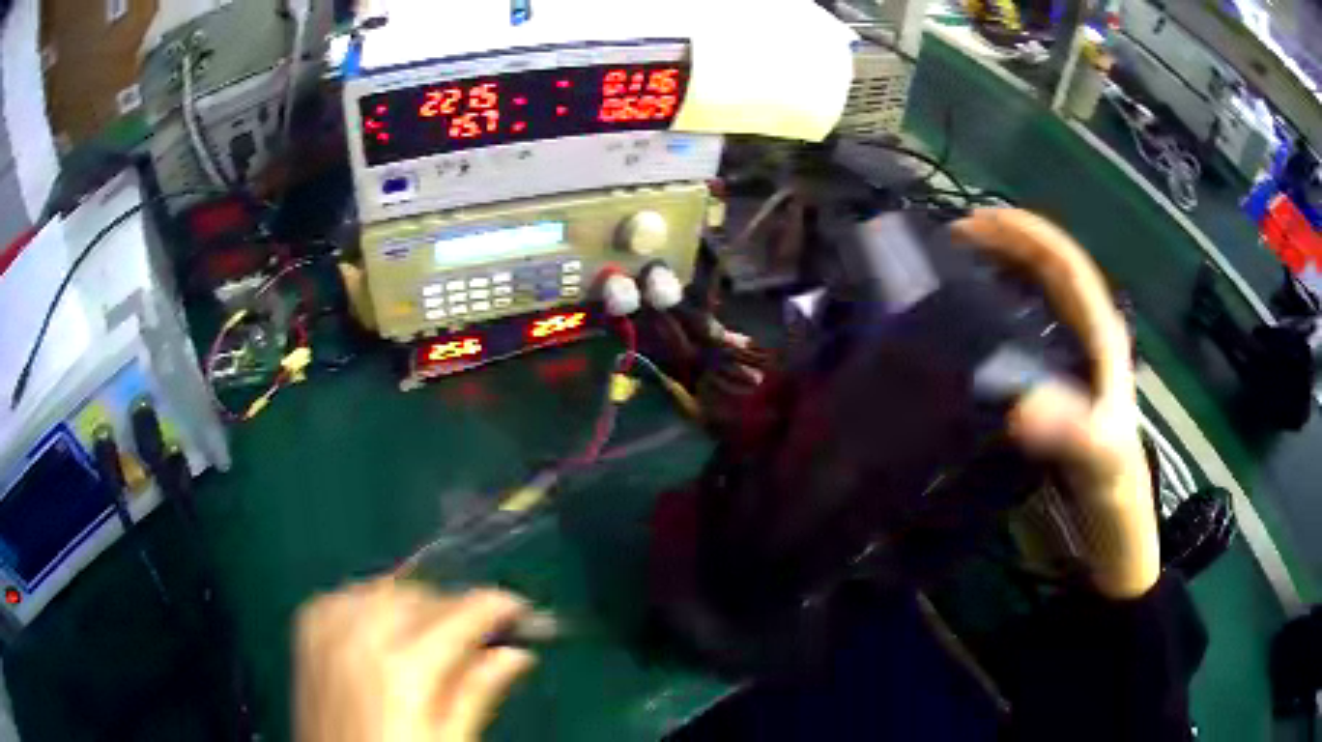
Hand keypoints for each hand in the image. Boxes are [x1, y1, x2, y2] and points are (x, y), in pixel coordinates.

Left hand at [296, 581, 535, 741]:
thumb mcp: (449, 741)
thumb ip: (478, 691)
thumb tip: (517, 654)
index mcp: (404, 671)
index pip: (460, 616)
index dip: (496, 606)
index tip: (519, 609)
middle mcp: (362, 637)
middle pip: (422, 595)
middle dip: (454, 608)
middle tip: (477, 634)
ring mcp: (329, 629)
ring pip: (383, 587)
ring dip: (414, 603)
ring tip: (431, 634)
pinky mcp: (308, 630)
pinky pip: (347, 594)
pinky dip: (371, 601)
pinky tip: (383, 627)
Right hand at [951, 208, 1158, 598]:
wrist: (1108, 542)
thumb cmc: (1113, 497)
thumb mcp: (1101, 462)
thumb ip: (1073, 431)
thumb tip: (1022, 404)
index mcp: (1102, 340)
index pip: (1068, 267)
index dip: (1027, 235)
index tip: (976, 223)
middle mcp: (1084, 343)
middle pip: (1047, 276)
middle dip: (1004, 247)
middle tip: (948, 243)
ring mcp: (1066, 368)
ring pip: (1032, 304)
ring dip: (996, 278)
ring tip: (948, 274)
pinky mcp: (1047, 393)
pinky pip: (1017, 343)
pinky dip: (990, 323)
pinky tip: (961, 333)